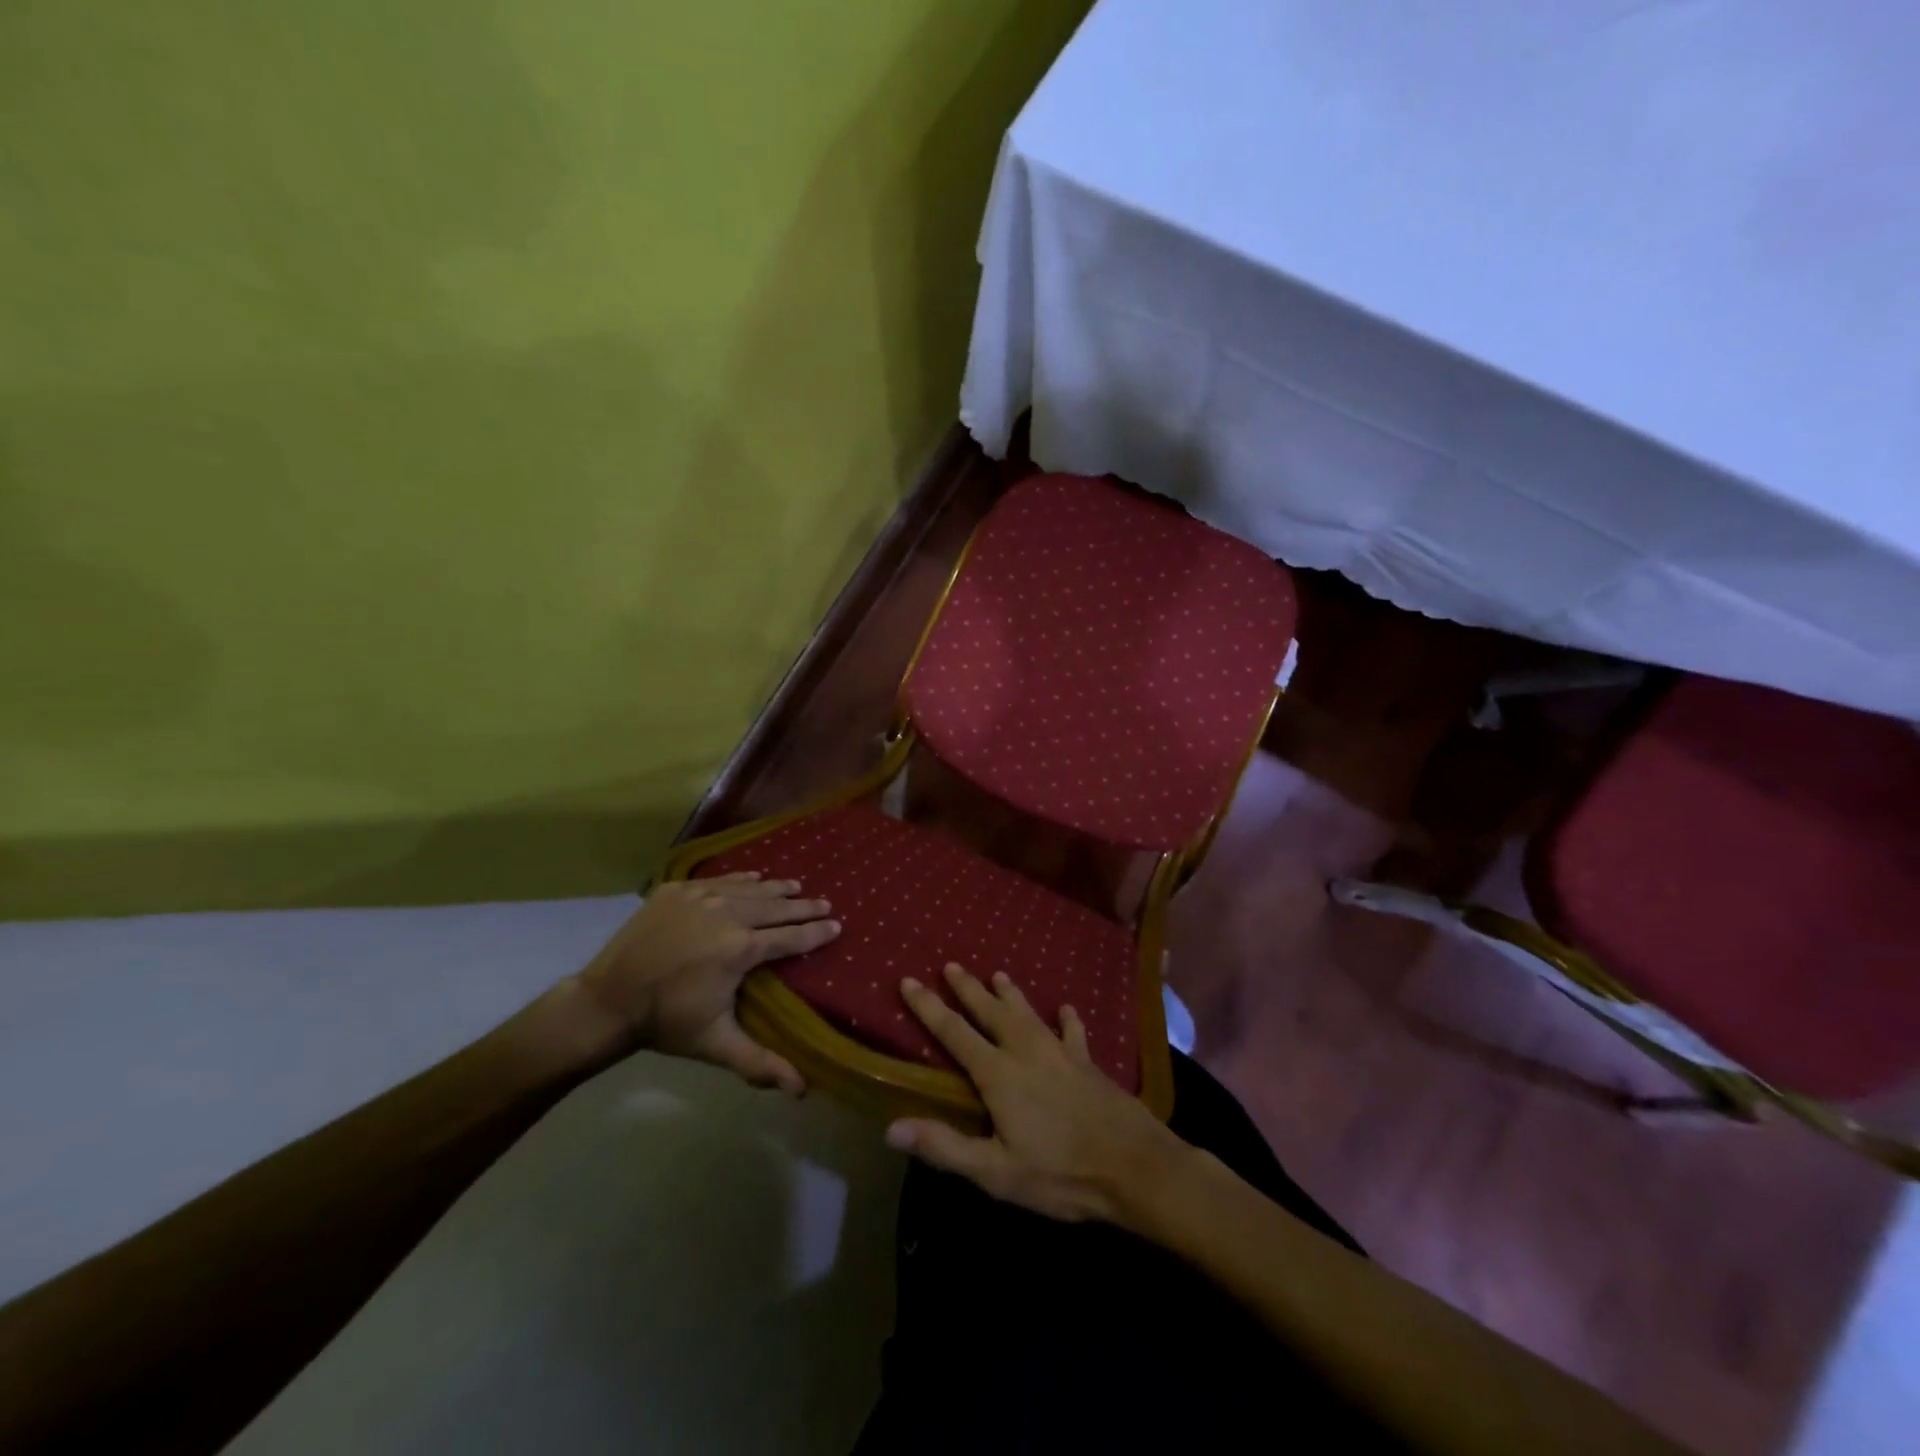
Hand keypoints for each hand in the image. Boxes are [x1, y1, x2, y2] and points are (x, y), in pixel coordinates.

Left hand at [576, 873, 838, 1094]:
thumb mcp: (716, 1044)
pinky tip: (754, 876)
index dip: (816, 933)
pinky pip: (719, 880)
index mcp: (740, 948)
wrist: (606, 1000)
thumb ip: (760, 1062)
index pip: (790, 938)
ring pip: (749, 888)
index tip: (837, 926)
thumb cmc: (666, 1022)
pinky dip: (741, 879)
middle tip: (825, 903)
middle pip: (775, 907)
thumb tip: (801, 1090)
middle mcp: (727, 914)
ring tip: (796, 886)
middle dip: (804, 906)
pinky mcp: (677, 890)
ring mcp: (700, 897)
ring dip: (776, 889)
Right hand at [885, 963, 1190, 1224]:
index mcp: (999, 1074)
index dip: (929, 1007)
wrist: (1134, 1166)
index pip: (954, 1032)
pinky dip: (1067, 1018)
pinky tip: (1066, 1008)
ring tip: (998, 974)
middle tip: (951, 965)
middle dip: (967, 988)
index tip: (908, 980)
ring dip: (1011, 993)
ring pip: (1028, 1013)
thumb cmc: (1060, 1173)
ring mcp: (1061, 1053)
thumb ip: (945, 1146)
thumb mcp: (996, 1172)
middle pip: (990, 1011)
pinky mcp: (1088, 1063)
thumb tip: (892, 1128)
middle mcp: (1026, 1051)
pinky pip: (1073, 1032)